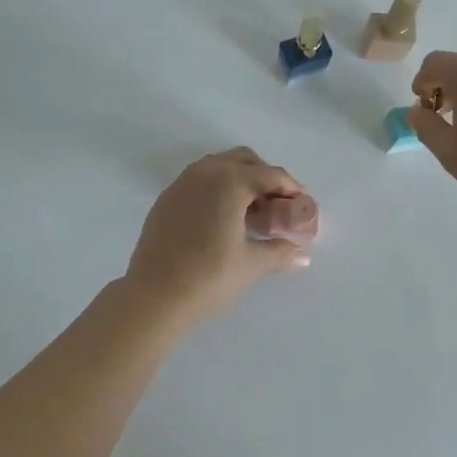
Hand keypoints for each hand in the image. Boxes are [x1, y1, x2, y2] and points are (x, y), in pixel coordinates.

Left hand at [120, 148, 311, 320]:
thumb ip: (280, 252)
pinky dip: (217, 188)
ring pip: (219, 166)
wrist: (153, 295)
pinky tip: (222, 218)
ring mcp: (182, 183)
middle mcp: (206, 172)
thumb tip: (302, 255)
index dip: (291, 189)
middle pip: (244, 160)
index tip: (303, 205)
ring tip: (251, 211)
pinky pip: (199, 180)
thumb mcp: (251, 264)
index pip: (270, 175)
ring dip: (240, 179)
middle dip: (265, 177)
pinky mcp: (167, 198)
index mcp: (230, 181)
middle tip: (278, 205)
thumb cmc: (209, 276)